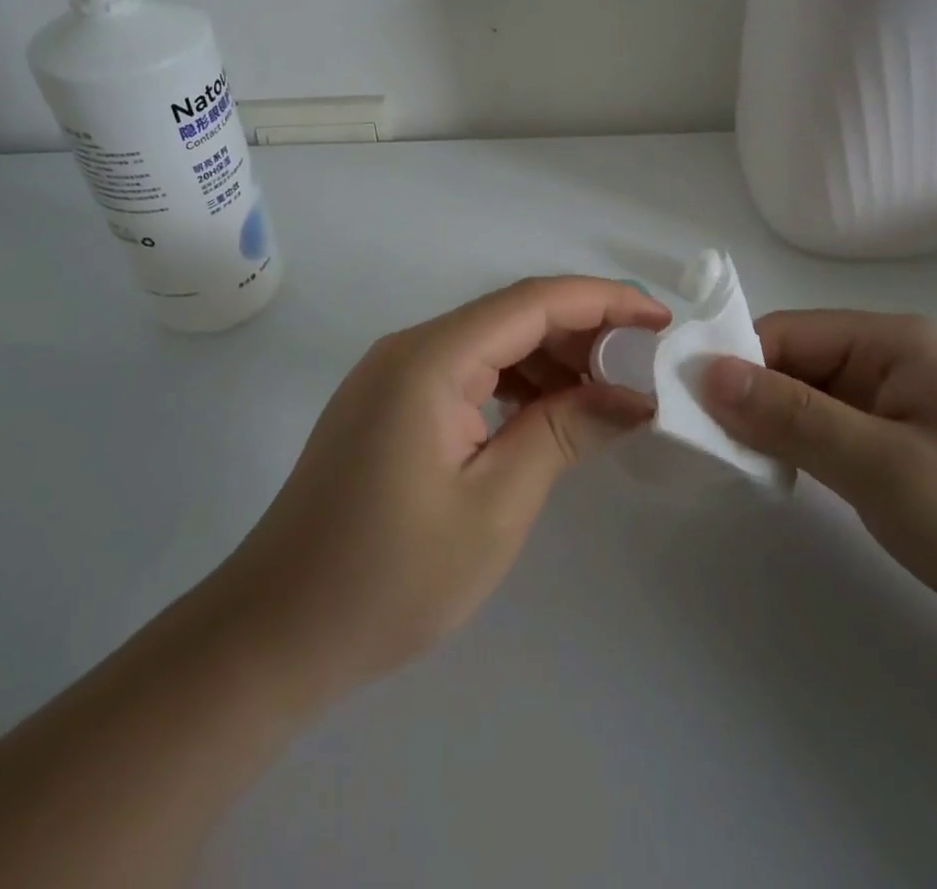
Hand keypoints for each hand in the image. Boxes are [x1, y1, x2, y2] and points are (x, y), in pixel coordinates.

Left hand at [222, 277, 669, 694]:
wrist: (274, 634)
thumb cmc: (389, 577)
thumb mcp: (495, 506)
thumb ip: (565, 433)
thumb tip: (634, 396)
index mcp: (432, 358)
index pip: (534, 302)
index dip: (604, 302)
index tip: (662, 320)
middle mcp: (411, 348)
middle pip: (513, 315)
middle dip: (583, 333)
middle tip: (643, 368)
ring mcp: (394, 375)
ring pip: (491, 343)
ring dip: (551, 360)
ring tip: (607, 395)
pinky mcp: (389, 404)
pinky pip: (467, 372)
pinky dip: (515, 384)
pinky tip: (548, 415)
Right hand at [701, 311, 936, 643]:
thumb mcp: (886, 468)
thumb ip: (794, 418)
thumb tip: (706, 371)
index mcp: (890, 340)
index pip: (786, 333)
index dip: (733, 364)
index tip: (686, 409)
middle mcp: (887, 358)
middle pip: (791, 362)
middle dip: (746, 398)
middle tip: (702, 447)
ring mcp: (893, 401)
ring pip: (805, 398)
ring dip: (768, 426)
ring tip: (731, 463)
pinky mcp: (896, 441)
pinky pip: (827, 428)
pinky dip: (796, 447)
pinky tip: (775, 473)